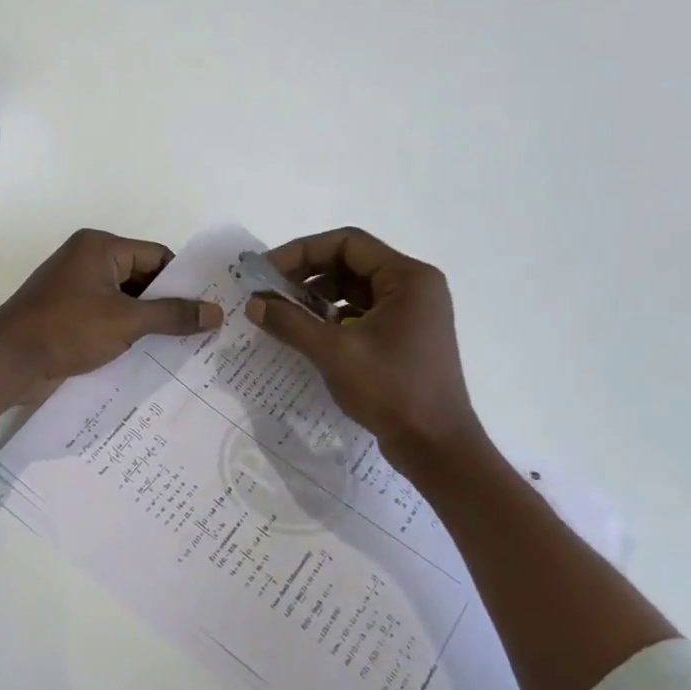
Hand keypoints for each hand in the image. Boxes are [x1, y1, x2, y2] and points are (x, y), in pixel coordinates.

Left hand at [0, 229, 221, 387]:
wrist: (7, 361)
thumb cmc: (67, 329)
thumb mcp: (126, 321)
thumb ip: (172, 315)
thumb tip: (216, 313)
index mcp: (100, 248)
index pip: (156, 257)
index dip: (183, 282)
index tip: (208, 308)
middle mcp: (87, 261)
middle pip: (142, 279)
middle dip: (167, 305)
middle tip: (202, 331)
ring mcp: (75, 290)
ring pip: (125, 302)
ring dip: (148, 323)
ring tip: (183, 348)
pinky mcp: (67, 316)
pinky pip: (107, 318)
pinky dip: (126, 333)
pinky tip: (149, 356)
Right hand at [245, 227, 483, 460]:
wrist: (436, 446)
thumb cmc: (392, 390)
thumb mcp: (334, 353)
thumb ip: (290, 322)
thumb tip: (254, 303)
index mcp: (408, 277)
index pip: (348, 243)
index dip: (302, 251)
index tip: (267, 272)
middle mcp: (415, 286)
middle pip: (351, 262)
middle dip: (307, 273)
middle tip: (270, 292)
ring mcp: (412, 312)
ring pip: (355, 289)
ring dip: (318, 296)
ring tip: (284, 313)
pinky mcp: (405, 336)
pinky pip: (363, 312)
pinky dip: (334, 316)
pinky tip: (309, 333)